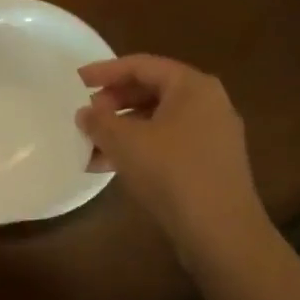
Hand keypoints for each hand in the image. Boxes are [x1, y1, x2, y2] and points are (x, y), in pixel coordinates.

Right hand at [78, 55, 276, 271]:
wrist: (222, 234)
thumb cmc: (172, 173)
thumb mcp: (125, 142)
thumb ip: (99, 121)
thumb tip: (85, 113)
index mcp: (193, 86)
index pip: (142, 65)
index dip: (106, 71)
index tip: (77, 81)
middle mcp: (208, 103)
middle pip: (152, 91)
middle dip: (114, 103)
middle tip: (87, 115)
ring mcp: (213, 135)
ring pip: (158, 121)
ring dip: (122, 130)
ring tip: (91, 146)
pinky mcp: (210, 164)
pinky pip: (168, 144)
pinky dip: (140, 149)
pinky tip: (111, 167)